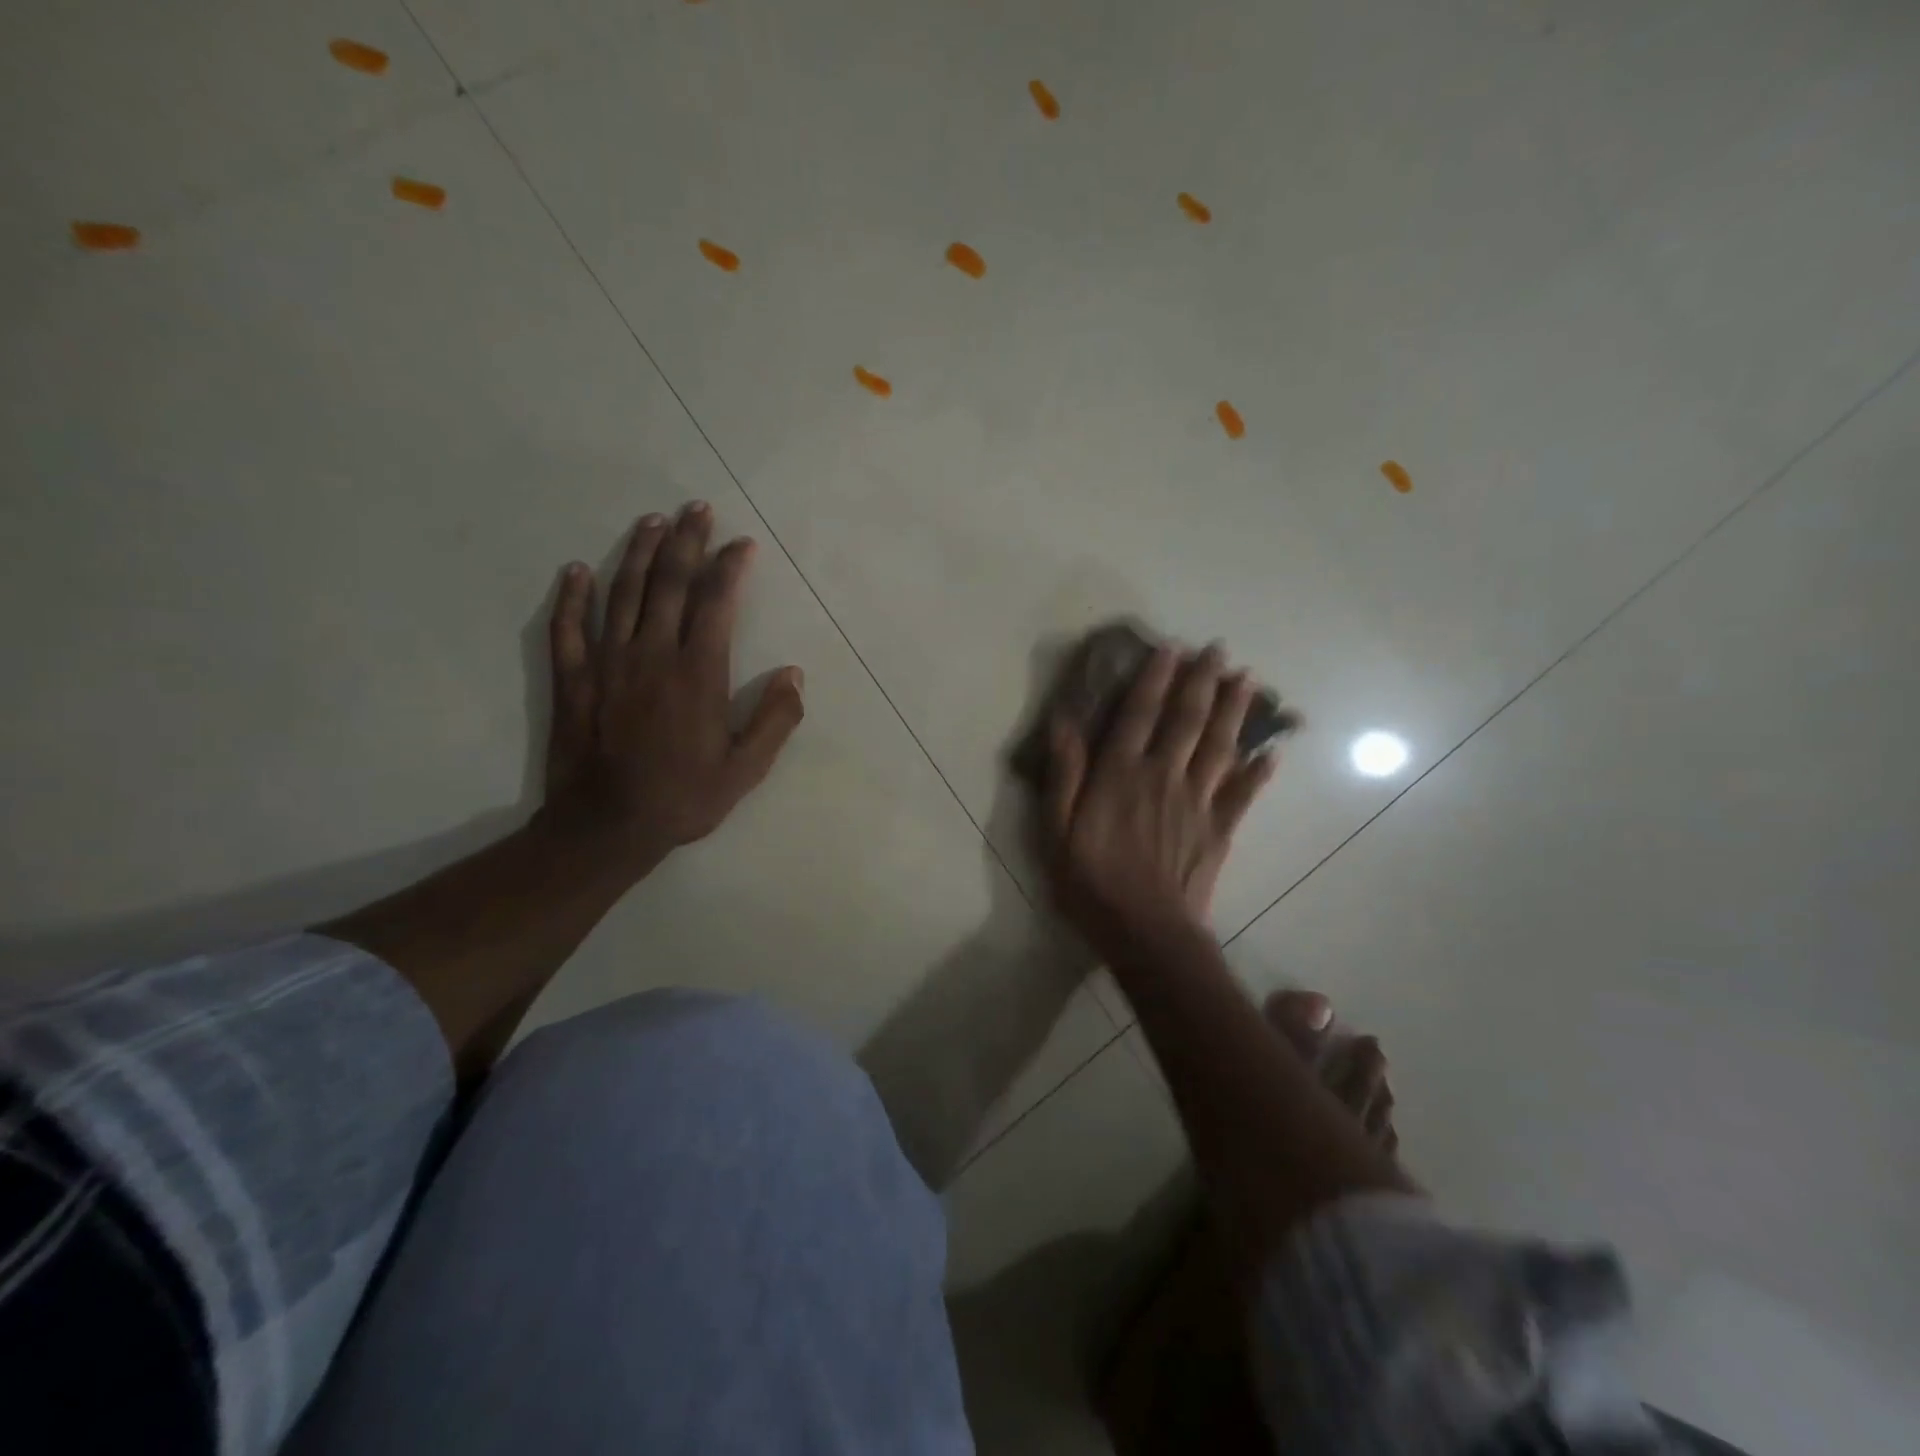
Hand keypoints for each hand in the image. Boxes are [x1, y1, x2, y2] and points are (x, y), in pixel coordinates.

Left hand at [541, 501, 805, 870]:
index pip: (716, 603)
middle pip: (668, 583)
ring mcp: (606, 663)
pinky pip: (568, 628)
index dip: (729, 567)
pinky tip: (577, 570)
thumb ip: (775, 719)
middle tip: (695, 508)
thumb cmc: (683, 798)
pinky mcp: (573, 680)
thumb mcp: (746, 769)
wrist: (606, 828)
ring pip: (622, 593)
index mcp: (698, 673)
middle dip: (685, 541)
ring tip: (652, 521)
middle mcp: (652, 654)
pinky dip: (572, 596)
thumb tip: (794, 673)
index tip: (741, 543)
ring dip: (638, 553)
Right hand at [1041, 643, 1275, 956]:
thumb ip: (1063, 774)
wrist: (1145, 933)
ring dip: (1235, 710)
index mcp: (1120, 774)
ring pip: (1220, 745)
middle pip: (1187, 720)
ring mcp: (1197, 801)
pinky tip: (1274, 751)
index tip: (1170, 648)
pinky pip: (1244, 792)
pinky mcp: (1220, 829)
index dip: (1155, 678)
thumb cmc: (1090, 882)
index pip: (1139, 714)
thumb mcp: (1056, 830)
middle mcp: (1163, 776)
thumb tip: (1064, 722)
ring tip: (1248, 679)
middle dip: (1202, 681)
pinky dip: (1260, 770)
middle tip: (1218, 649)